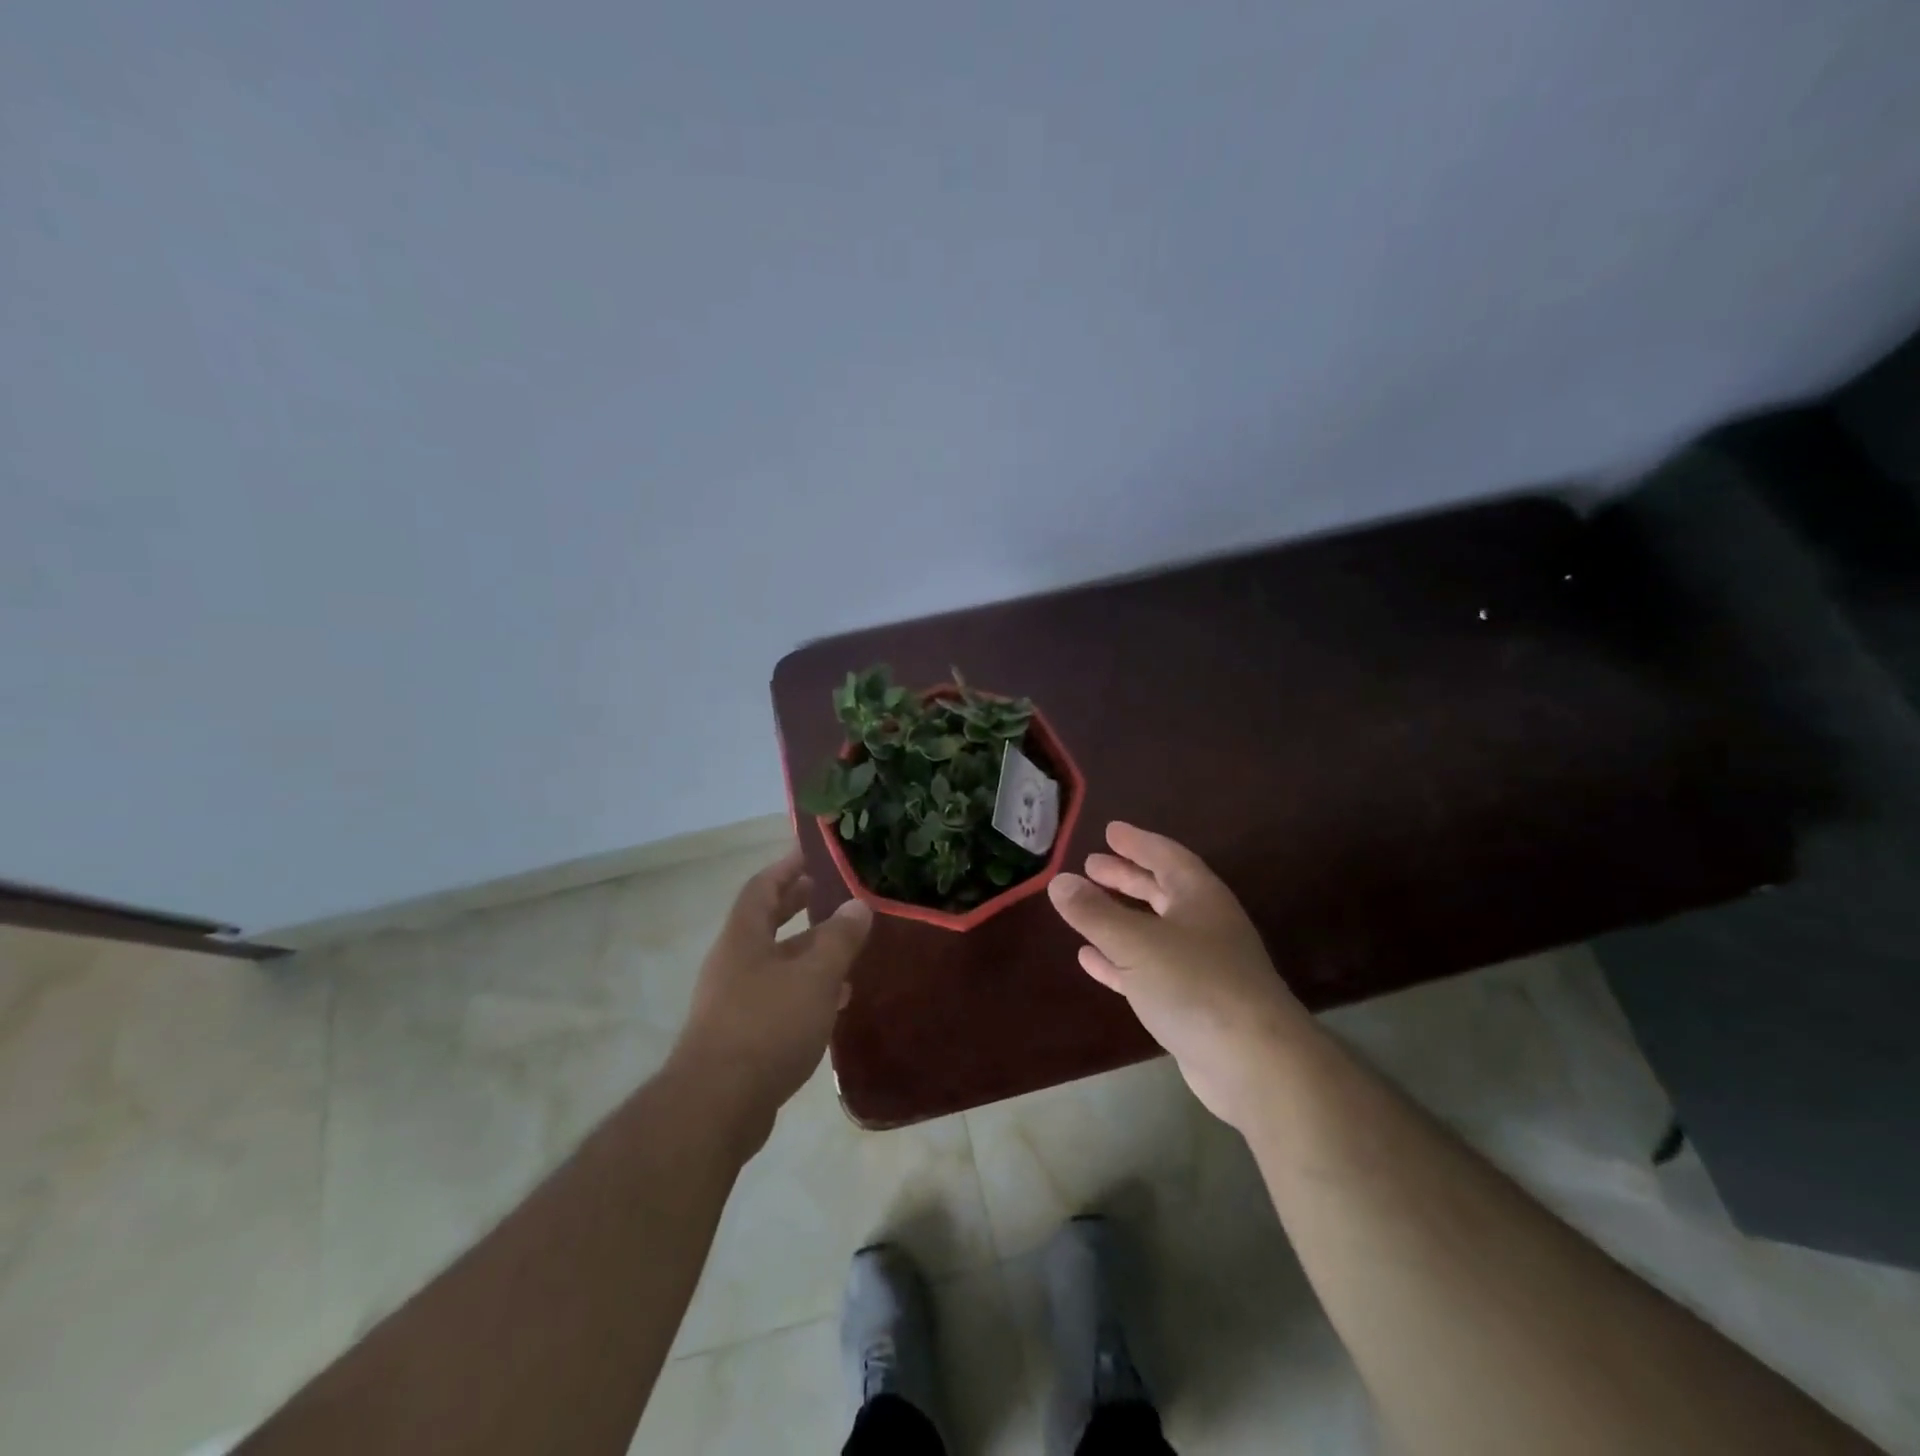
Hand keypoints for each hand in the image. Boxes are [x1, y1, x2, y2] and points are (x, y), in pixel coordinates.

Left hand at [668, 848, 872, 1147]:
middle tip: (827, 893)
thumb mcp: (814, 976)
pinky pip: (777, 997)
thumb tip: (857, 904)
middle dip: (796, 906)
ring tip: (844, 948)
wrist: (717, 1105)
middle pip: (766, 923)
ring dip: (807, 952)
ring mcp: (733, 1001)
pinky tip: (833, 1001)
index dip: (786, 867)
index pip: (762, 888)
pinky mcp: (741, 1036)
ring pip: (775, 963)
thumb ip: (839, 939)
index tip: (810, 853)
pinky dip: (805, 990)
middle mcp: (733, 963)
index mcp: (743, 938)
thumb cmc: (767, 1025)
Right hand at [1047, 822, 1304, 1128]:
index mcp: (1199, 897)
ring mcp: (1201, 966)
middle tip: (1091, 865)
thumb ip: (1094, 912)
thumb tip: (1058, 881)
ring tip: (1084, 907)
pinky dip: (1119, 960)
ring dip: (1119, 917)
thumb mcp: (1136, 942)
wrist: (1254, 1063)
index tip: (1110, 831)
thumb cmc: (1195, 984)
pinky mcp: (1192, 1003)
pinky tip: (1090, 959)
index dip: (1137, 842)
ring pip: (1152, 930)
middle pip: (1160, 891)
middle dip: (1126, 877)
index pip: (1166, 856)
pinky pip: (1148, 970)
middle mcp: (1204, 925)